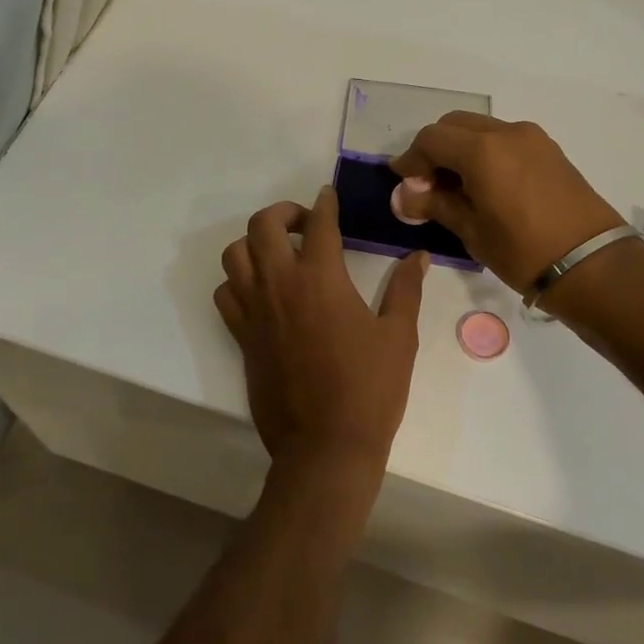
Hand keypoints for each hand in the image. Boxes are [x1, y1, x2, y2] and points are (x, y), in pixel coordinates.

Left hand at [215, 187, 427, 489]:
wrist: (325, 446)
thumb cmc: (369, 390)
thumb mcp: (399, 337)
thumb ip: (406, 290)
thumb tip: (418, 256)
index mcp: (321, 278)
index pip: (319, 224)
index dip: (325, 204)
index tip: (328, 196)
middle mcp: (280, 285)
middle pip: (263, 225)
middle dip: (283, 212)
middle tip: (304, 223)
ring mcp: (255, 311)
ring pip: (234, 255)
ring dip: (254, 243)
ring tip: (278, 253)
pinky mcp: (242, 337)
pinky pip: (225, 294)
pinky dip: (238, 281)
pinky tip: (261, 291)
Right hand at [389, 113, 622, 291]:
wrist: (591, 263)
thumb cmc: (523, 251)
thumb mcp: (471, 231)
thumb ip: (434, 204)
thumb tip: (403, 194)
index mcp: (482, 150)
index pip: (430, 139)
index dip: (410, 159)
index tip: (403, 184)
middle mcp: (506, 132)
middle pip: (454, 125)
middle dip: (434, 149)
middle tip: (427, 184)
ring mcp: (531, 138)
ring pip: (481, 129)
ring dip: (460, 149)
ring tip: (456, 187)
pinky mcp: (549, 150)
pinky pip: (504, 139)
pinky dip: (485, 152)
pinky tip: (484, 185)